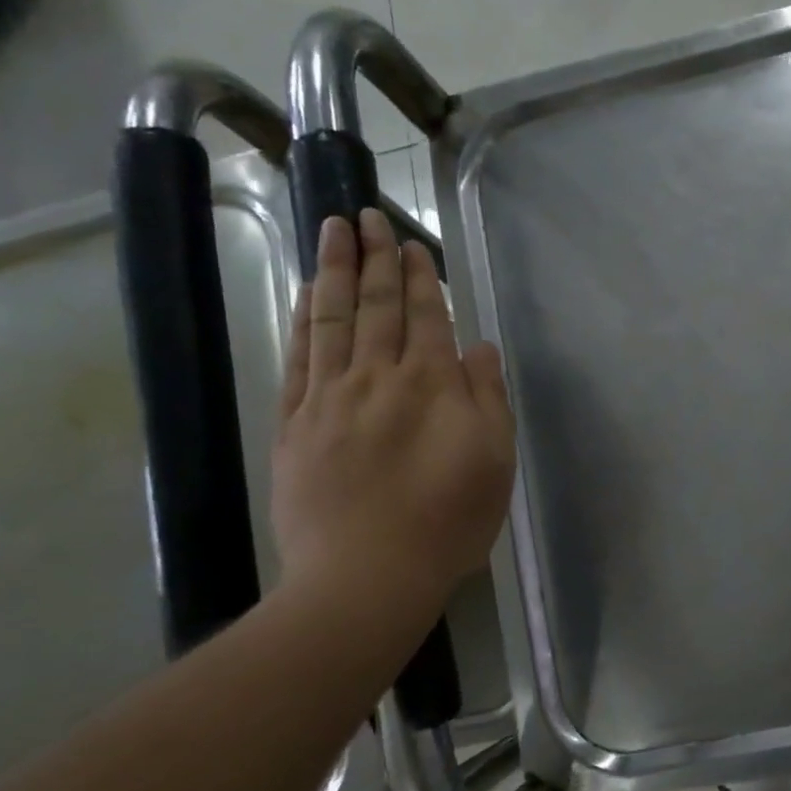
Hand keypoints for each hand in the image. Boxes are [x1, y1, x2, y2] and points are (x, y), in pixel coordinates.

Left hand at [271, 211, 515, 627]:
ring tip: (333, 229)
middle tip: (367, 215)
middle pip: (377, 307)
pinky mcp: (296, 423)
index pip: (425, 318)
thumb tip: (479, 347)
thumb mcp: (494, 462)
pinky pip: (299, 356)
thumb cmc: (447, 522)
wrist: (367, 574)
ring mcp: (330, 398)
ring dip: (335, 270)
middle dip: (376, 258)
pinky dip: (304, 318)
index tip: (411, 244)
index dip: (419, 279)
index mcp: (432, 386)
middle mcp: (378, 378)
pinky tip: (307, 294)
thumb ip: (488, 398)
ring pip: (332, 319)